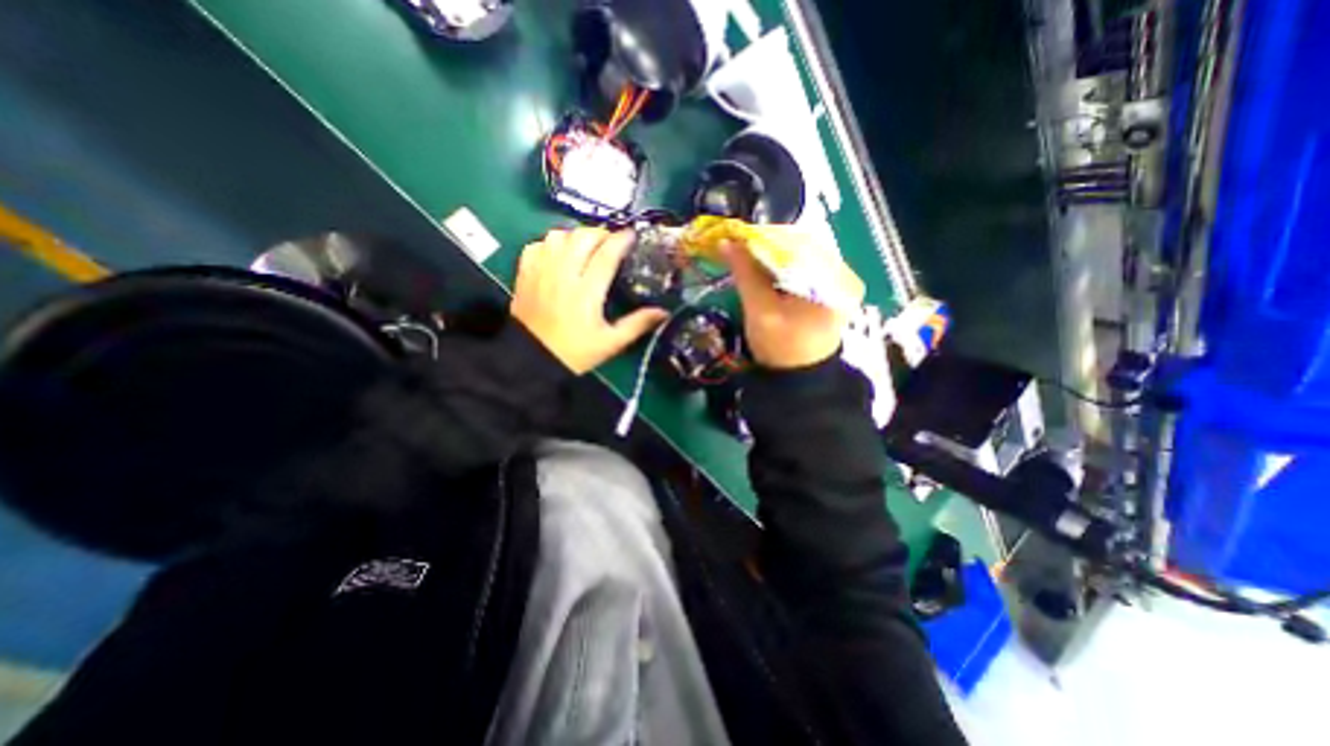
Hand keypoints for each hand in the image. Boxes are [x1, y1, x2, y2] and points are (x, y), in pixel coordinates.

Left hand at [512, 223, 668, 373]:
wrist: (533, 360)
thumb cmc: (575, 352)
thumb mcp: (611, 343)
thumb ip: (637, 324)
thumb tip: (663, 312)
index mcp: (587, 292)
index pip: (606, 254)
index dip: (621, 240)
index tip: (631, 235)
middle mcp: (563, 275)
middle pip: (582, 237)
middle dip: (600, 234)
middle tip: (609, 244)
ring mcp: (541, 271)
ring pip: (558, 235)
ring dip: (575, 236)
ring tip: (585, 248)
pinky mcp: (525, 273)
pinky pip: (537, 244)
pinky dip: (550, 244)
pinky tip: (559, 256)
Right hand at [725, 238, 868, 369]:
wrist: (797, 378)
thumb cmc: (781, 348)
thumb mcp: (760, 311)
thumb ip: (746, 274)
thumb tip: (726, 242)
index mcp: (833, 281)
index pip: (799, 241)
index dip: (766, 236)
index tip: (738, 236)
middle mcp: (842, 275)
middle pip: (801, 244)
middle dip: (767, 244)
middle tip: (739, 245)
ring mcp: (837, 282)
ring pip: (800, 253)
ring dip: (772, 253)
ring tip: (747, 254)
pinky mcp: (828, 289)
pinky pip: (802, 266)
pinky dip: (780, 265)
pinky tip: (762, 267)